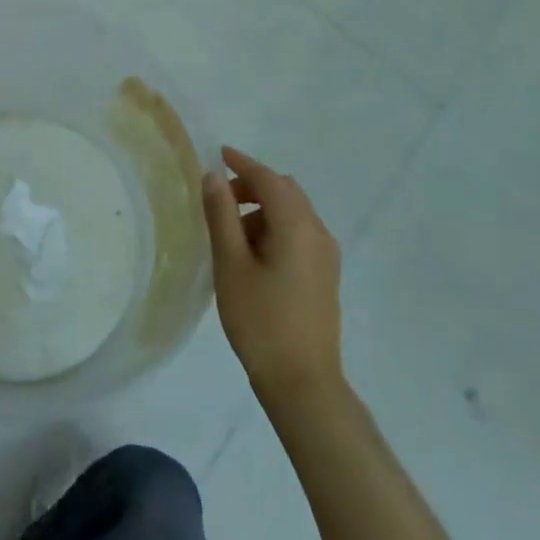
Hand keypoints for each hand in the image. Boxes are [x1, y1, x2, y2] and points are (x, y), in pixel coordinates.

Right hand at [202, 145, 344, 399]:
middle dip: (253, 185)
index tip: (218, 154)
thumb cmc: (261, 321)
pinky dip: (275, 227)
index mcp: (297, 226)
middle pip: (285, 191)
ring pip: (293, 212)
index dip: (242, 163)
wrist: (303, 385)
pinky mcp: (325, 275)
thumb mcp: (231, 265)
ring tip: (231, 232)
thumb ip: (221, 215)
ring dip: (263, 208)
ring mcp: (326, 256)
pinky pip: (299, 233)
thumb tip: (213, 176)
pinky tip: (253, 253)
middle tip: (220, 198)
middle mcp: (318, 233)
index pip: (268, 179)